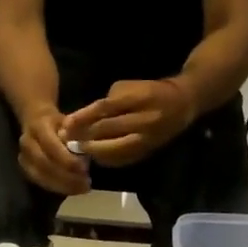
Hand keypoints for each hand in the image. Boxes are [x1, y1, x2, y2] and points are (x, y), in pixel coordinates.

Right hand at [17, 107, 91, 194]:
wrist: (36, 120)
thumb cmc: (58, 122)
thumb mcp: (70, 121)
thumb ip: (75, 134)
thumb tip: (83, 148)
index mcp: (38, 126)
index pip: (50, 146)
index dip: (67, 159)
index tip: (84, 169)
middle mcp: (27, 142)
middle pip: (44, 165)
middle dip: (66, 177)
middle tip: (86, 184)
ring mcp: (23, 156)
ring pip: (40, 177)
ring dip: (62, 186)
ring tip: (81, 189)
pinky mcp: (24, 168)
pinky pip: (39, 182)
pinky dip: (56, 187)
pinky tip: (72, 189)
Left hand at [60, 78, 196, 167]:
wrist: (182, 104)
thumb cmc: (150, 91)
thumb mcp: (129, 87)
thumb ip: (108, 102)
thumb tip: (84, 118)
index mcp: (139, 98)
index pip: (105, 108)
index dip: (84, 117)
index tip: (66, 124)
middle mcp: (144, 120)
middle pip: (107, 130)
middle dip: (84, 136)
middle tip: (65, 140)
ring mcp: (147, 138)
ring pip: (114, 148)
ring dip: (92, 150)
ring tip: (76, 150)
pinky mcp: (147, 151)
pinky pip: (122, 158)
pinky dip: (106, 159)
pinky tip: (94, 157)